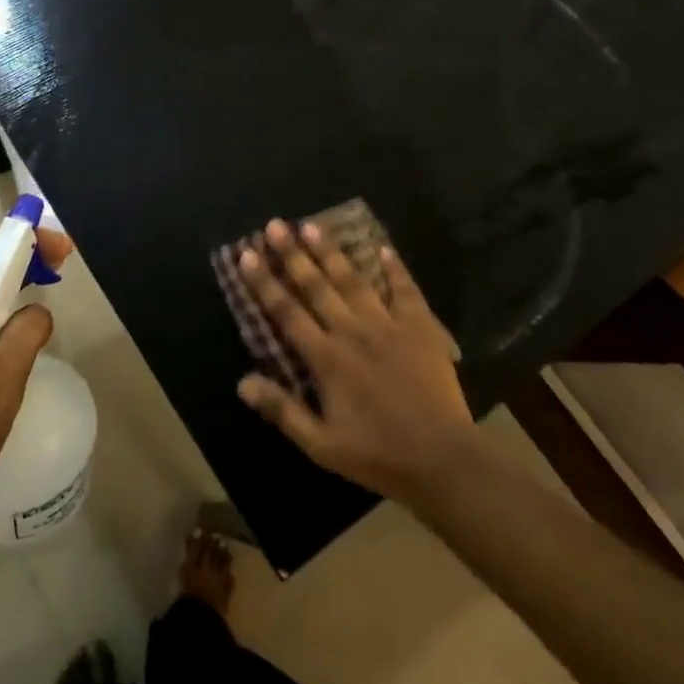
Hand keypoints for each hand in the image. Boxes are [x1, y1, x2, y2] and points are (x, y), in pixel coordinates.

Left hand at [0, 229, 73, 506]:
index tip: (58, 247)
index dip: (18, 239)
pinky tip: (28, 321)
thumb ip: (25, 332)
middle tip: (62, 261)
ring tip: (51, 280)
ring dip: (16, 278)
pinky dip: (7, 305)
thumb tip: (39, 312)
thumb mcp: (0, 379)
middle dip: (21, 255)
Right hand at [234, 220, 480, 505]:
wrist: (441, 458)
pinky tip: (384, 248)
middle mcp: (352, 331)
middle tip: (275, 225)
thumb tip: (242, 382)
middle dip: (292, 254)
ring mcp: (388, 325)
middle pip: (316, 286)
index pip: (287, 312)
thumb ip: (282, 410)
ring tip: (312, 225)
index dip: (264, 283)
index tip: (247, 255)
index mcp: (326, 358)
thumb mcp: (320, 445)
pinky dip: (395, 268)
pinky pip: (405, 289)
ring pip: (354, 280)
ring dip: (331, 252)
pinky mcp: (420, 327)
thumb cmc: (377, 455)